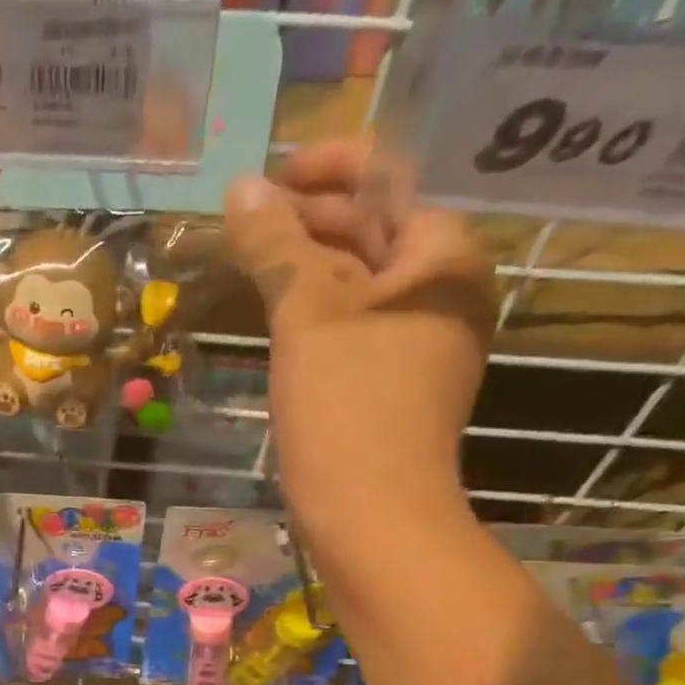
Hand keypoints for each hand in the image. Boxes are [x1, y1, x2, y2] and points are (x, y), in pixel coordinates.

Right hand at [223, 139, 494, 540]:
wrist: (371, 516)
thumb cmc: (347, 407)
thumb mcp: (307, 315)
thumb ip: (276, 245)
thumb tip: (242, 186)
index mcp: (443, 256)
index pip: (390, 181)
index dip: (328, 168)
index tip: (269, 178)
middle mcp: (443, 291)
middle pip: (374, 231)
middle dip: (309, 220)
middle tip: (245, 225)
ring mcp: (420, 342)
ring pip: (358, 283)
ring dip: (305, 268)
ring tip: (249, 264)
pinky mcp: (392, 384)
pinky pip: (352, 327)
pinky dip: (314, 313)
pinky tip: (274, 317)